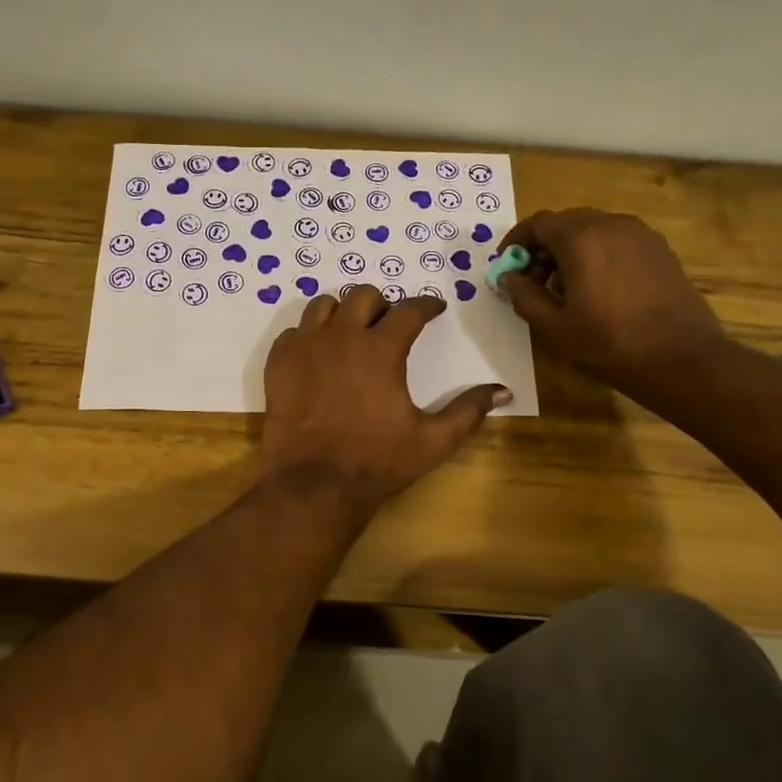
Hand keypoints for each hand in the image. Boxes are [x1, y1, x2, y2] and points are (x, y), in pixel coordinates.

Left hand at [261, 286, 509, 514]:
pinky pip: (294, 332)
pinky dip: (308, 336)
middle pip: (363, 296)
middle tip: (389, 323)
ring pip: (323, 306)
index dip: (427, 305)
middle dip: (382, 303)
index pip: (410, 310)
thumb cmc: (377, 462)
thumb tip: (503, 391)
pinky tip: (317, 356)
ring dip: (342, 313)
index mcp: (381, 349)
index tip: (434, 309)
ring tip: (350, 333)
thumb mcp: (433, 441)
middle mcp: (342, 336)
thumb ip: (468, 411)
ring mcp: (305, 347)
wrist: (314, 485)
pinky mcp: (278, 363)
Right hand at [498, 209, 726, 403]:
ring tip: (565, 289)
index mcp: (581, 238)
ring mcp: (640, 234)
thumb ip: (523, 296)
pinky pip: (617, 241)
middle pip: (566, 223)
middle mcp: (611, 224)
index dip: (516, 242)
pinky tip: (598, 289)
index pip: (538, 224)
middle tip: (533, 281)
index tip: (507, 266)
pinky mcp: (659, 249)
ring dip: (570, 251)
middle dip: (543, 247)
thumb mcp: (554, 327)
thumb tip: (509, 277)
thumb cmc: (609, 343)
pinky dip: (597, 254)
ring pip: (593, 230)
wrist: (682, 359)